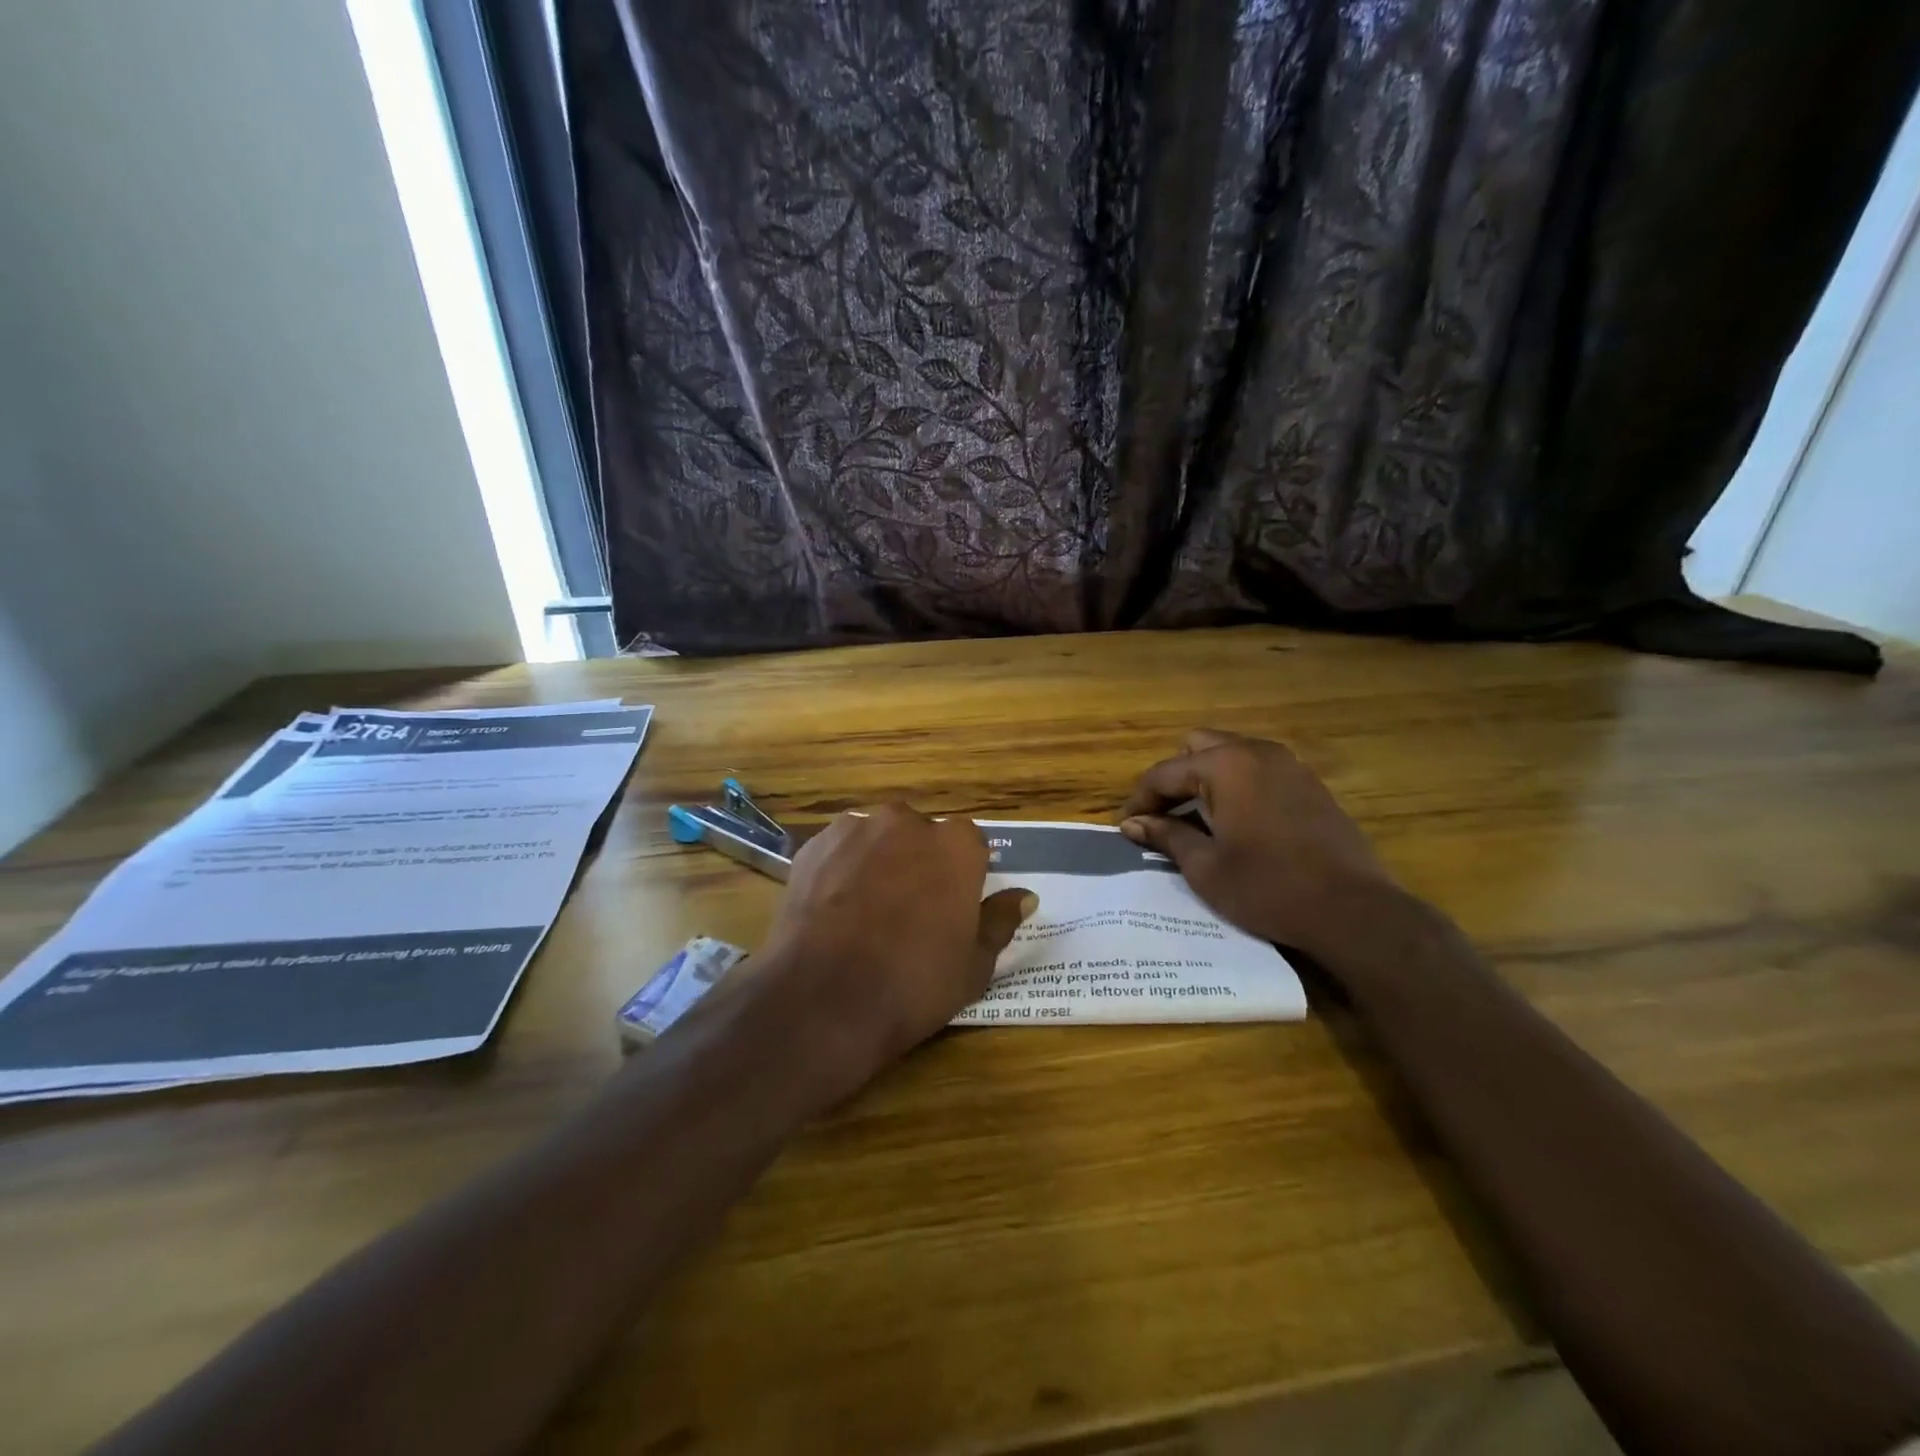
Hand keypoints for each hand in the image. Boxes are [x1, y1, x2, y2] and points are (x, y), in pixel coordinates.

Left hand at [754, 805, 1035, 1104]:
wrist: (825, 999)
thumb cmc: (914, 983)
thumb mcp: (974, 965)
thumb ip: (999, 921)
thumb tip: (1024, 896)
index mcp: (956, 844)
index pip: (970, 846)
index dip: (962, 877)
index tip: (952, 908)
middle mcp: (907, 821)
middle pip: (921, 835)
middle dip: (919, 863)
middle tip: (909, 911)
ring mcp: (855, 829)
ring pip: (877, 839)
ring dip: (879, 861)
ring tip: (866, 911)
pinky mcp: (814, 845)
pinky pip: (839, 850)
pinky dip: (841, 870)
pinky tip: (834, 908)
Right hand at [1118, 730, 1398, 961]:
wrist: (1353, 910)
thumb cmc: (1268, 888)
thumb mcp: (1205, 867)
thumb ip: (1167, 835)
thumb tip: (1132, 823)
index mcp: (1225, 765)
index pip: (1164, 773)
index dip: (1139, 800)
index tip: (1125, 828)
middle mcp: (1256, 751)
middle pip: (1197, 747)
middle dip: (1174, 779)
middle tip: (1163, 817)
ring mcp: (1289, 765)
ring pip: (1231, 755)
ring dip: (1206, 780)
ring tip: (1196, 820)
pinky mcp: (1310, 784)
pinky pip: (1259, 771)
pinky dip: (1237, 786)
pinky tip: (1236, 824)